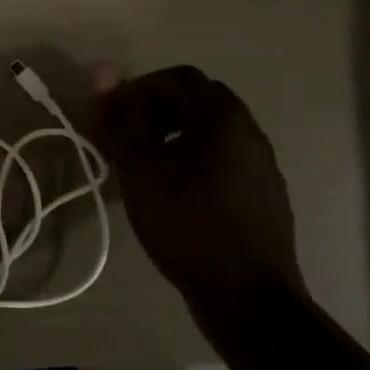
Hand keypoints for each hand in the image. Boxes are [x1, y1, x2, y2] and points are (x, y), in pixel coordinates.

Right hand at [96, 66, 302, 304]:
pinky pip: (224, 161)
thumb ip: (122, 119)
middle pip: (198, 101)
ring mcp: (263, 166)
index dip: (139, 88)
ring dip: (175, 137)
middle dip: (156, 111)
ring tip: (144, 167)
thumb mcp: (141, 169)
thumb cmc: (187, 224)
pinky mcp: (265, 196)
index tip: (113, 115)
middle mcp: (250, 132)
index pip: (178, 77)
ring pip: (212, 133)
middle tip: (125, 138)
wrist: (247, 295)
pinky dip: (194, 162)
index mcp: (224, 117)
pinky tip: (175, 195)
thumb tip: (104, 74)